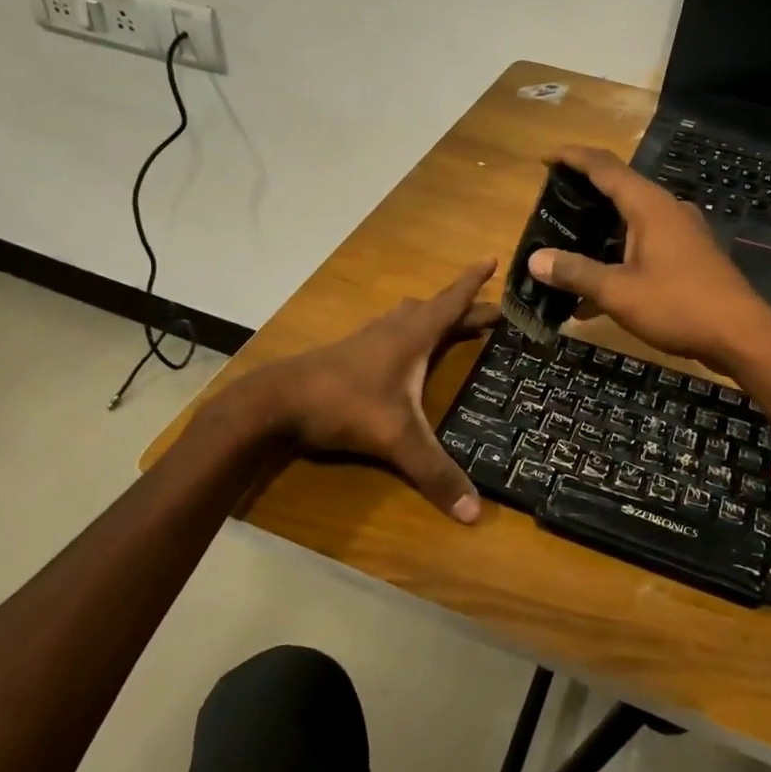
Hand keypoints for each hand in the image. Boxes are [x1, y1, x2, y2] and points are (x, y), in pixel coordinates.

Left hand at [261, 259, 499, 522]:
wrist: (277, 401)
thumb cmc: (344, 404)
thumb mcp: (395, 438)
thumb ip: (434, 473)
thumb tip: (474, 514)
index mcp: (413, 336)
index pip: (452, 301)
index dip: (474, 281)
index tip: (493, 257)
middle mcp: (394, 330)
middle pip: (436, 310)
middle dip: (465, 309)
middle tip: (493, 314)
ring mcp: (369, 340)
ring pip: (409, 318)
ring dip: (434, 318)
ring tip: (451, 327)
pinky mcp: (351, 355)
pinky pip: (391, 333)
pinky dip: (410, 335)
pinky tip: (405, 355)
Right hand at [525, 147, 770, 370]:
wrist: (741, 336)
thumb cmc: (678, 306)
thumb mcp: (618, 292)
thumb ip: (575, 272)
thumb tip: (535, 260)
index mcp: (649, 206)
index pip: (604, 166)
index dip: (572, 158)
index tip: (545, 159)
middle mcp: (667, 210)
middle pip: (619, 189)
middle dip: (584, 195)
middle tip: (551, 206)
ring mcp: (682, 232)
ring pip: (631, 221)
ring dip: (600, 231)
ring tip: (568, 247)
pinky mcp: (690, 256)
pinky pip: (645, 244)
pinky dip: (619, 257)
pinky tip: (597, 293)